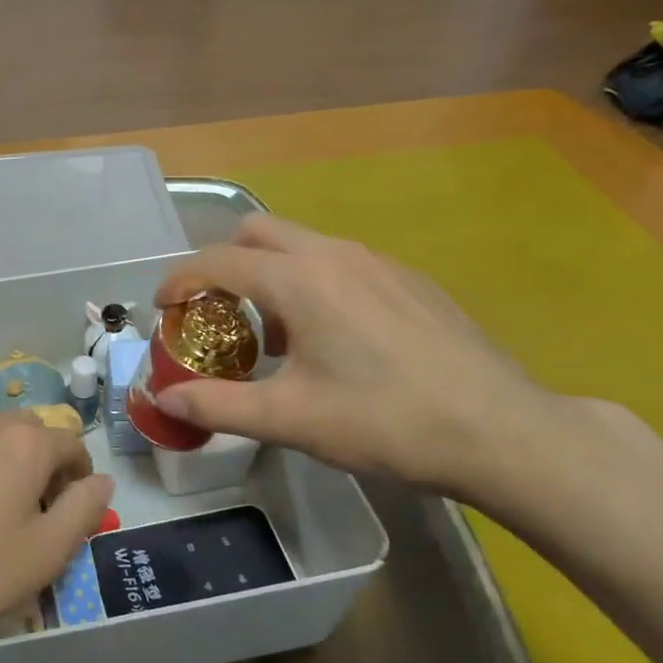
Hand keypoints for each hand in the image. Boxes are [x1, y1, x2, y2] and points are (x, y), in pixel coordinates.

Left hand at [0, 411, 114, 646]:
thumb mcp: (46, 552)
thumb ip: (84, 509)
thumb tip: (102, 480)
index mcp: (26, 443)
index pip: (72, 445)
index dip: (80, 478)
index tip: (71, 512)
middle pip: (29, 433)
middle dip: (41, 463)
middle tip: (33, 512)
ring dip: (2, 464)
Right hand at [151, 214, 560, 497]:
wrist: (501, 430)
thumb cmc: (385, 421)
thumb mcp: (290, 419)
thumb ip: (217, 405)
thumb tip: (164, 397)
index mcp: (299, 280)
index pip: (217, 262)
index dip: (179, 281)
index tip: (161, 308)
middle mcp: (334, 254)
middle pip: (257, 232)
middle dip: (222, 263)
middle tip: (214, 314)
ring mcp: (378, 262)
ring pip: (301, 245)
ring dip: (268, 274)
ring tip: (271, 334)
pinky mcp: (409, 280)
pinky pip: (339, 263)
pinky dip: (310, 283)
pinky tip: (330, 339)